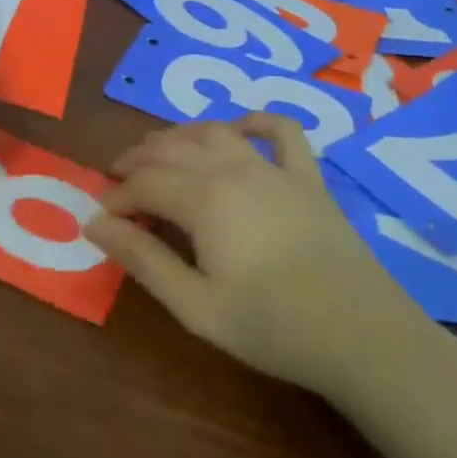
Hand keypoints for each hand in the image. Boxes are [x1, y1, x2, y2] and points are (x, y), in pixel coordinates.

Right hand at [86, 115, 431, 397]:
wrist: (360, 335)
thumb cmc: (271, 326)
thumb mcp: (195, 305)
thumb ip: (143, 260)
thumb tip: (95, 225)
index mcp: (204, 199)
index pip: (144, 183)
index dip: (117, 196)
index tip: (101, 217)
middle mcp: (234, 169)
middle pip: (173, 149)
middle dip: (138, 160)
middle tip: (118, 180)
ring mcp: (274, 169)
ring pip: (215, 132)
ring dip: (180, 136)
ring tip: (159, 152)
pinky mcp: (308, 178)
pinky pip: (281, 132)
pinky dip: (255, 122)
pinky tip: (238, 129)